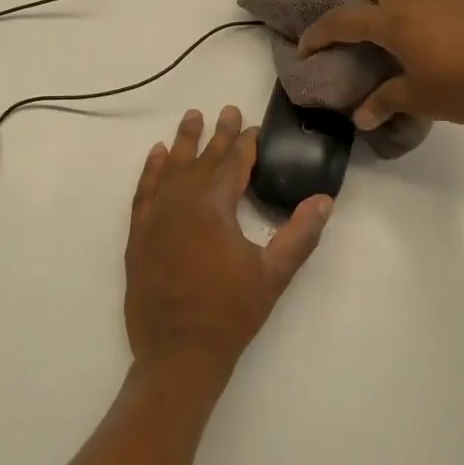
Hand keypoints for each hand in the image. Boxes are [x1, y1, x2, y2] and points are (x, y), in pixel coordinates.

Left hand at [124, 106, 332, 386]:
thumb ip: (299, 235)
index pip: (232, 164)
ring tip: (192, 117)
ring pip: (170, 168)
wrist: (177, 354)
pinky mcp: (139, 234)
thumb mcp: (273, 275)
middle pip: (202, 159)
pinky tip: (156, 155)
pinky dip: (150, 170)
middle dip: (218, 135)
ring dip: (183, 142)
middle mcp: (181, 202)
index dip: (245, 144)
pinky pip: (144, 191)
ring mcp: (155, 217)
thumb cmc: (230, 314)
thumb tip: (324, 200)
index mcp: (213, 207)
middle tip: (228, 110)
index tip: (253, 127)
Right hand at [296, 0, 463, 129]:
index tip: (304, 47)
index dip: (318, 33)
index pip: (343, 19)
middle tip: (336, 8)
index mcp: (393, 19)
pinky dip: (407, 6)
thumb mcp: (419, 98)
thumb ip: (386, 102)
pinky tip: (416, 35)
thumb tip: (363, 116)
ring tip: (375, 25)